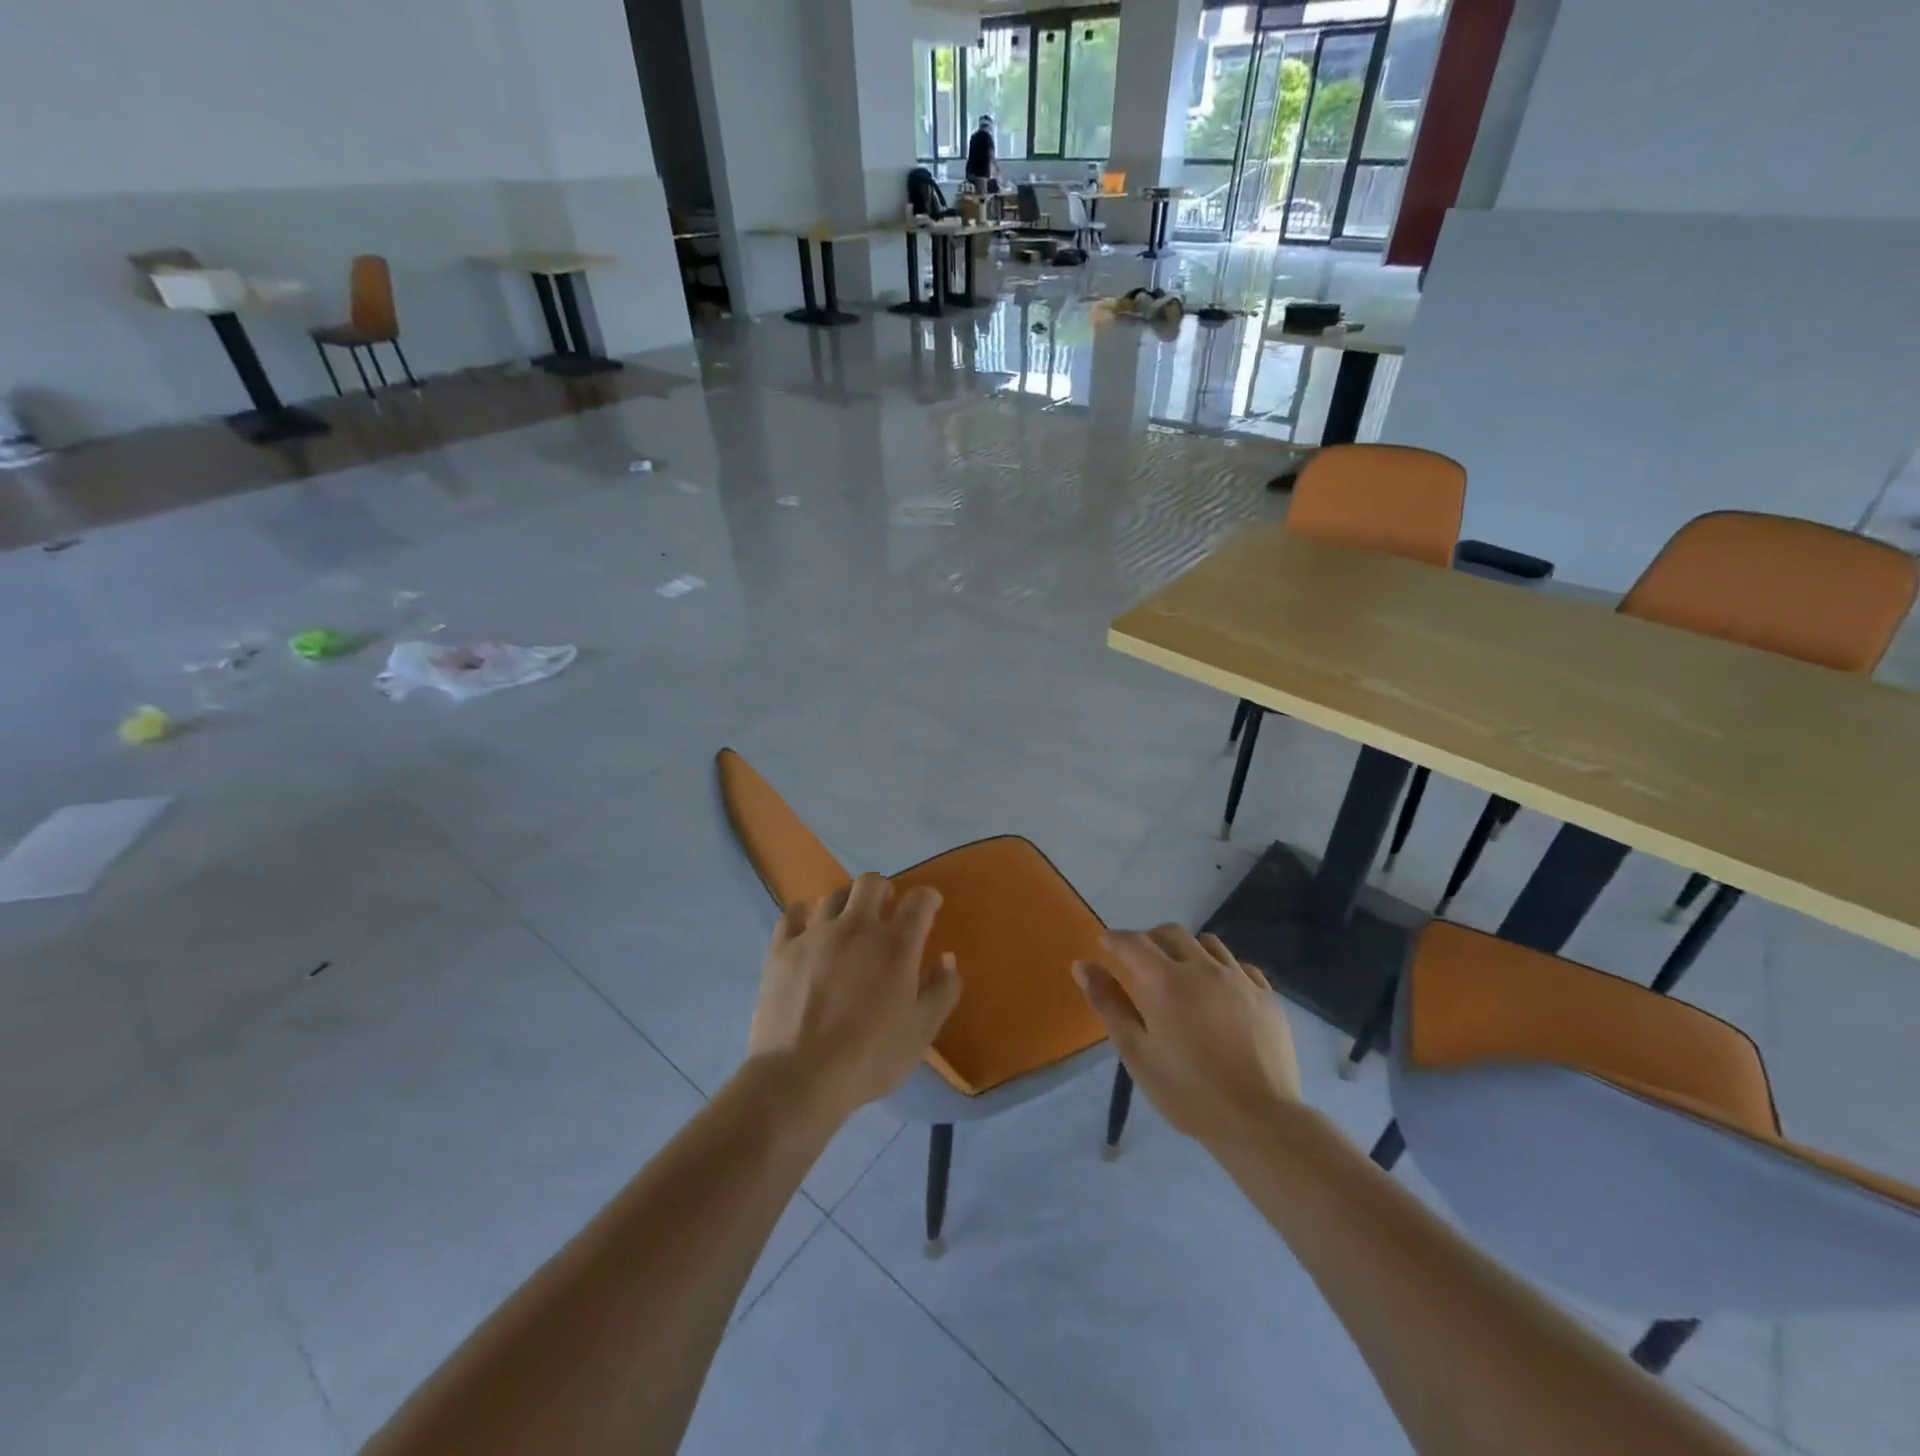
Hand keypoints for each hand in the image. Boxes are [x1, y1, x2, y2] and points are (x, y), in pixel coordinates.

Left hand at [749, 874, 961, 1121]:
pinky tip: (807, 929)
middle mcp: (856, 927)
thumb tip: (946, 958)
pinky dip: (804, 915)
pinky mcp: (782, 948)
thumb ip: (941, 991)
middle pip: (871, 882)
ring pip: (833, 895)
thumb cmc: (869, 1057)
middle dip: (884, 890)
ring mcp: (815, 934)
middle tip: (886, 910)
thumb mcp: (921, 1032)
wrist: (799, 1077)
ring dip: (846, 903)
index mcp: (896, 945)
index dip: (928, 898)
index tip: (930, 906)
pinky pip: (792, 913)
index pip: (919, 901)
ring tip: (847, 924)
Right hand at [1073, 926, 1300, 1148]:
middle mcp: (1202, 968)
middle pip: (1170, 933)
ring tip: (1180, 973)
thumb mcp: (1136, 1053)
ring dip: (1186, 949)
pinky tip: (1218, 991)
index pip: (1133, 942)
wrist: (1258, 1121)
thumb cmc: (1187, 1091)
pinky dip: (1221, 967)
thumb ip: (1108, 1004)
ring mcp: (1238, 979)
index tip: (1104, 944)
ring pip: (1207, 943)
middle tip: (1139, 961)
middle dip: (1149, 939)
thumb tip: (1083, 965)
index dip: (1114, 939)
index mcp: (1164, 981)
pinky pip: (1239, 965)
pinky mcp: (1266, 995)